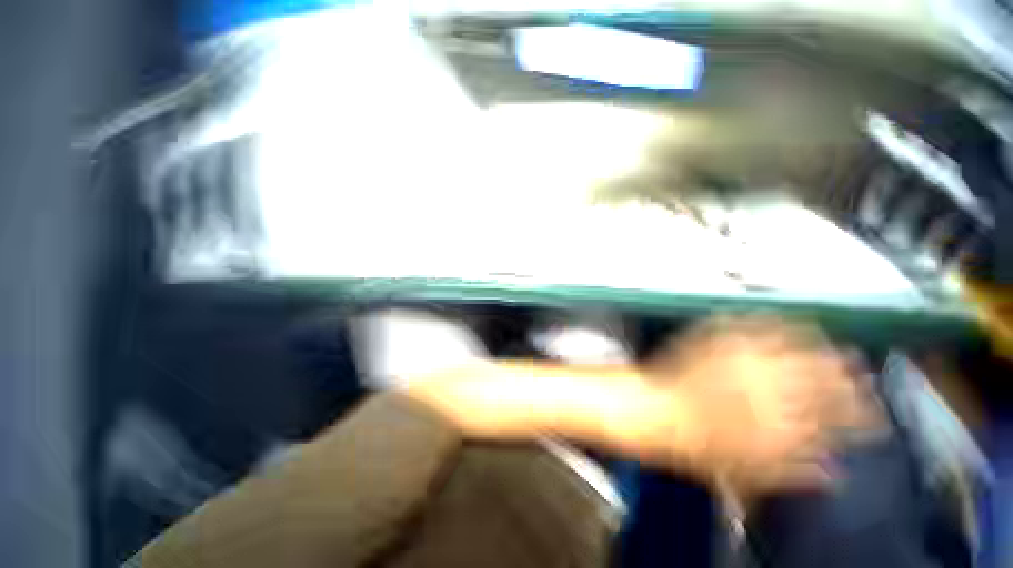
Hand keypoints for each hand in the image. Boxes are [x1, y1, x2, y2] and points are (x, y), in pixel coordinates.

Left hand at [636, 317, 878, 492]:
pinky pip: (751, 325)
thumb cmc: (698, 449)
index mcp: (782, 423)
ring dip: (820, 347)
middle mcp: (769, 386)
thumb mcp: (751, 474)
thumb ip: (797, 474)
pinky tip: (785, 322)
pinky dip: (774, 324)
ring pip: (795, 348)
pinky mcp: (716, 340)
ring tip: (834, 347)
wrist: (655, 413)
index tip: (874, 410)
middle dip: (849, 376)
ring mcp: (741, 357)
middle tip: (859, 372)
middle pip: (823, 377)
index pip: (839, 416)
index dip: (863, 412)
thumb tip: (834, 475)